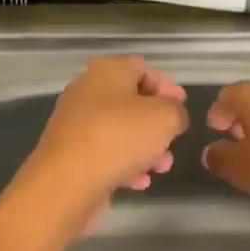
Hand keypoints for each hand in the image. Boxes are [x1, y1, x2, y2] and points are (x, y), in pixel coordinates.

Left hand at [18, 56, 188, 223]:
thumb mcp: (164, 118)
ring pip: (120, 131)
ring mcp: (76, 123)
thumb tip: (173, 114)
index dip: (166, 86)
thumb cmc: (119, 137)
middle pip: (131, 102)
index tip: (181, 108)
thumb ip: (176, 111)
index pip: (142, 68)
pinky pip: (105, 153)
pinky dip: (124, 165)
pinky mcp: (71, 153)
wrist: (67, 181)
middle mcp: (87, 91)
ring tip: (161, 167)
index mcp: (107, 71)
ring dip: (145, 148)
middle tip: (173, 140)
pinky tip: (139, 183)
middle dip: (157, 124)